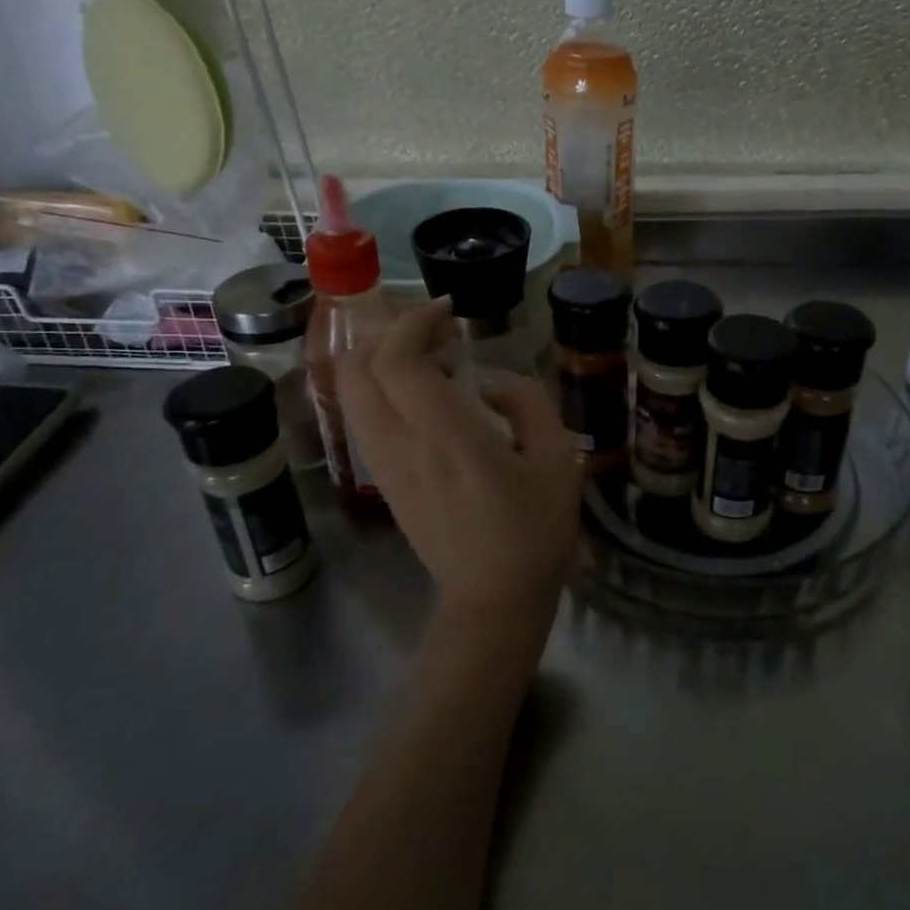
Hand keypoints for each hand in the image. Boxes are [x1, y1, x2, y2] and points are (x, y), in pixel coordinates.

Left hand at [337, 298, 580, 629]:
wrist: (494, 600)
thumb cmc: (535, 531)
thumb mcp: (558, 460)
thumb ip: (528, 403)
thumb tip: (489, 383)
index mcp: (447, 439)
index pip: (400, 362)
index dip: (416, 322)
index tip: (449, 310)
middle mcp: (403, 446)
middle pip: (360, 368)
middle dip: (389, 331)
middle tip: (433, 324)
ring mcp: (385, 466)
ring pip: (351, 392)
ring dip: (378, 356)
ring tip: (425, 351)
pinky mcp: (384, 481)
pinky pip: (362, 417)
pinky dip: (378, 385)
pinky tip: (418, 389)